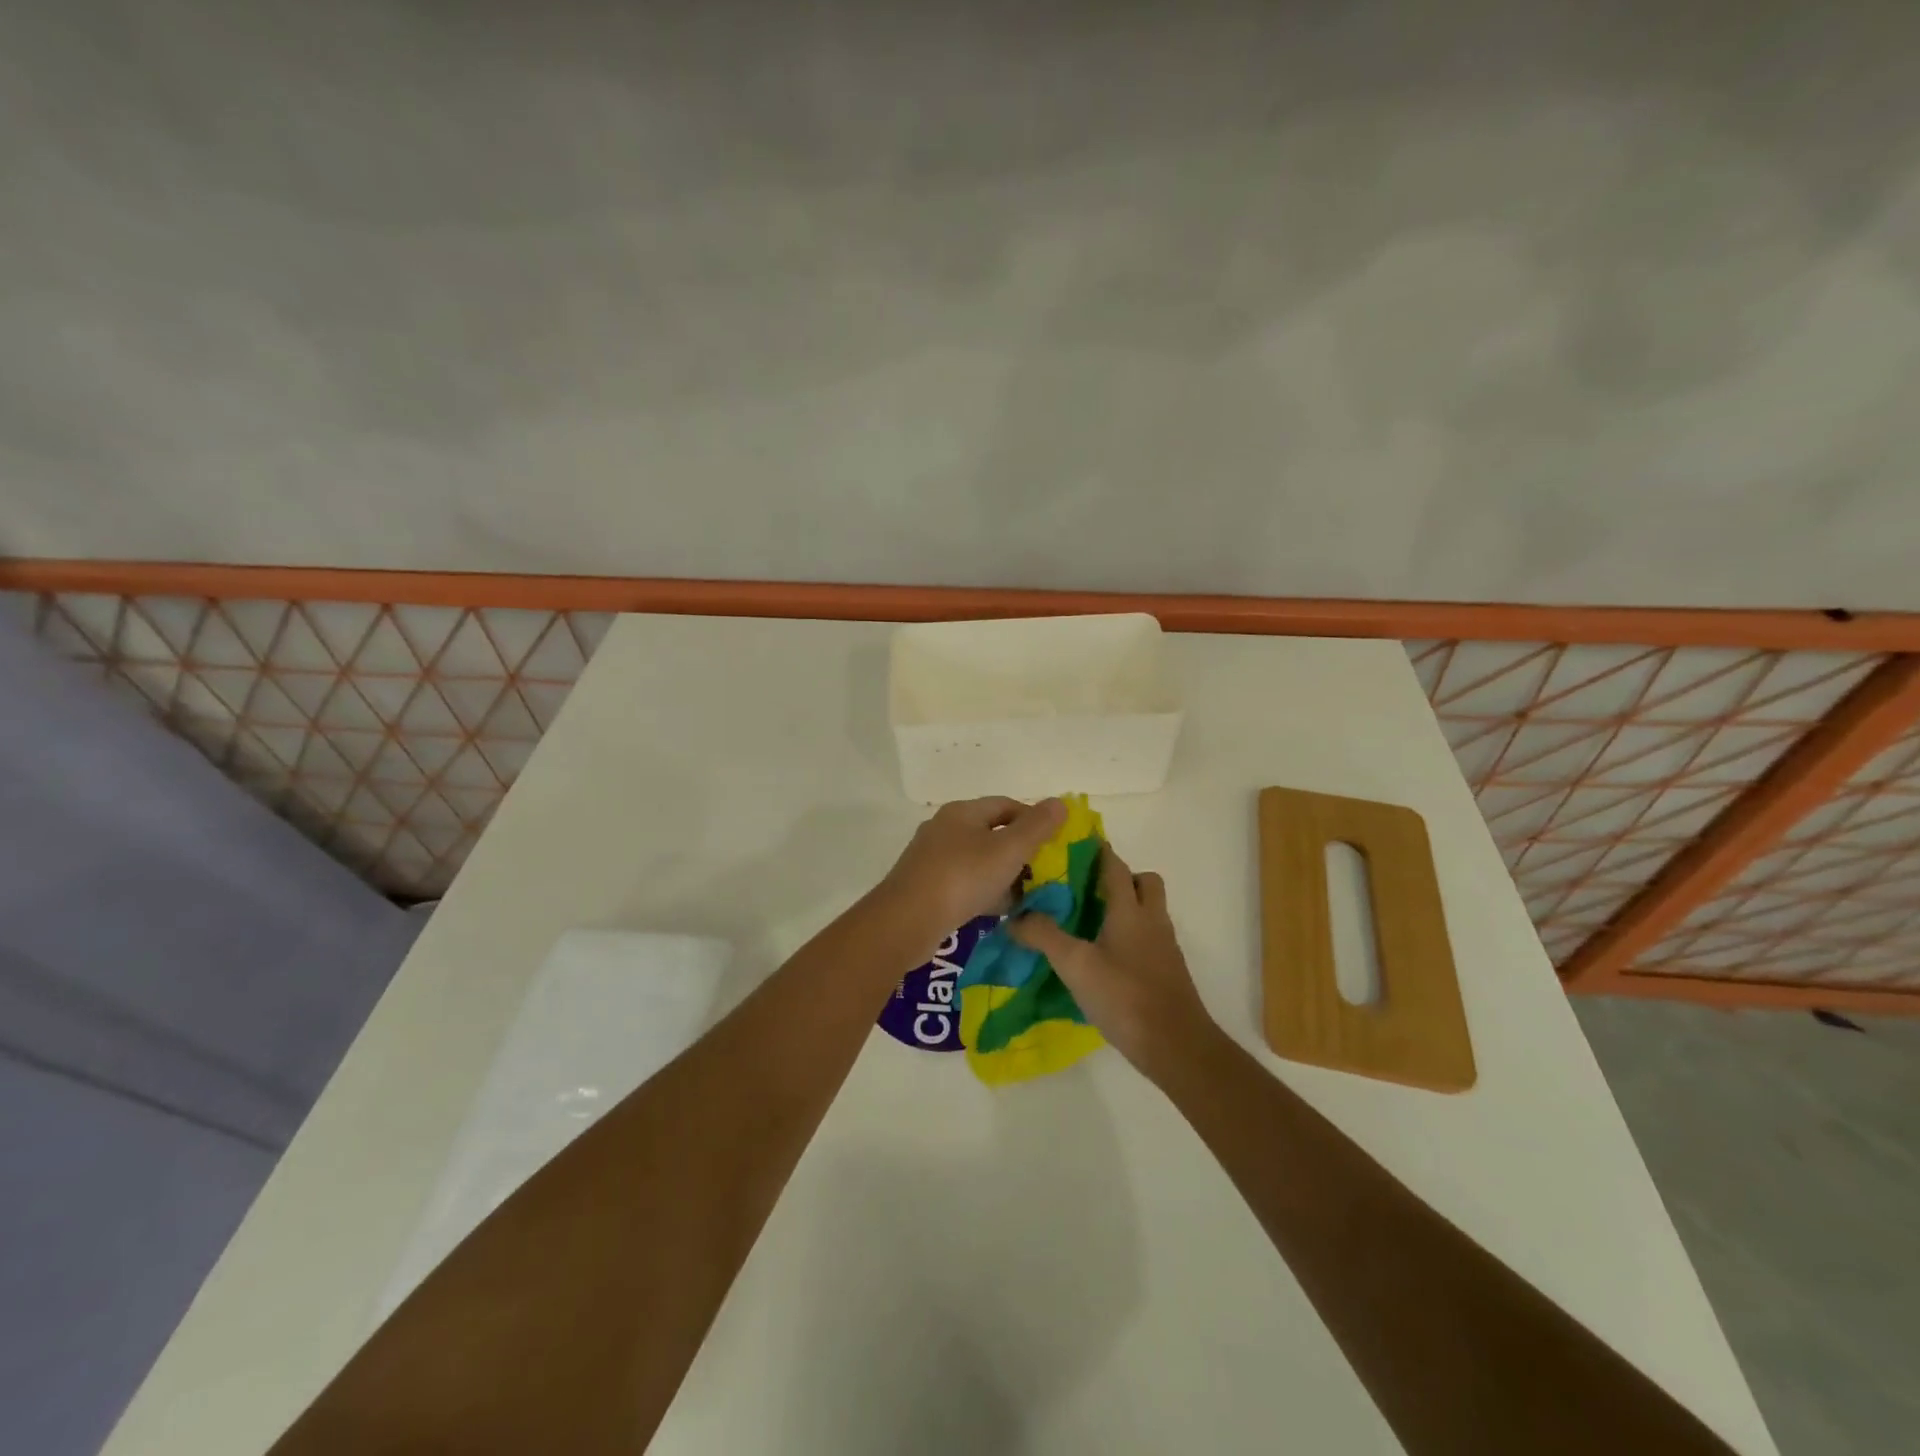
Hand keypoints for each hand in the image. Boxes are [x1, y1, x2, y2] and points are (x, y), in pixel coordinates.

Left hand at [880, 797, 1067, 939]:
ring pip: (978, 860)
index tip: (1055, 843)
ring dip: (1003, 875)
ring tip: (1027, 896)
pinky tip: (998, 911)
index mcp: (962, 812)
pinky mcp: (926, 886)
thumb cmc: (962, 878)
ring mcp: (932, 858)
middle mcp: (945, 828)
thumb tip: (1059, 802)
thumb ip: (1037, 827)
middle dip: (1020, 851)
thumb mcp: (1008, 851)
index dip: (1034, 819)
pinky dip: (984, 892)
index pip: (1006, 805)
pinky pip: (964, 883)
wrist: (906, 922)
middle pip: (992, 832)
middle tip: (1044, 873)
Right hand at [1009, 845, 1218, 1083]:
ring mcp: (1165, 947)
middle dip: (1119, 877)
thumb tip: (1014, 918)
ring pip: (1148, 910)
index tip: (1074, 844)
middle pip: (1144, 882)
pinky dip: (1130, 935)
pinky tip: (1105, 957)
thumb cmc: (1125, 997)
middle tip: (1085, 889)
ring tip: (1089, 922)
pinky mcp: (1168, 971)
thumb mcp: (1075, 965)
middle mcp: (1152, 920)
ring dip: (1125, 907)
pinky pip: (1149, 937)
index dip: (1097, 851)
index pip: (1115, 866)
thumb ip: (1044, 937)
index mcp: (1130, 910)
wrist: (1176, 1046)